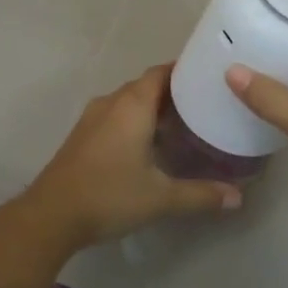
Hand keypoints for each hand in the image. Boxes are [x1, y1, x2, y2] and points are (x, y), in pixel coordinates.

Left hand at [23, 66, 237, 249]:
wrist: (50, 216)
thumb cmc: (109, 196)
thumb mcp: (161, 198)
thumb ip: (201, 194)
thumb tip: (238, 197)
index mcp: (132, 105)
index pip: (161, 73)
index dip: (184, 71)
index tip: (208, 77)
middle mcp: (111, 103)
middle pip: (146, 86)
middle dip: (173, 92)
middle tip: (203, 104)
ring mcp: (92, 118)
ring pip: (128, 101)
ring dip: (152, 108)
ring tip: (182, 123)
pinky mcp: (82, 135)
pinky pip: (115, 115)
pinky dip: (134, 120)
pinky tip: (149, 144)